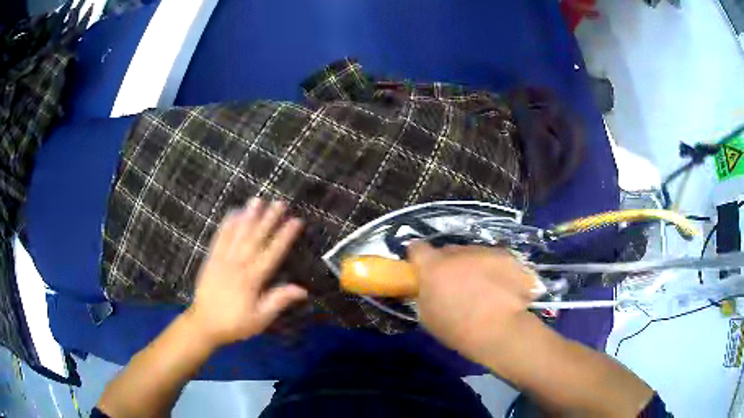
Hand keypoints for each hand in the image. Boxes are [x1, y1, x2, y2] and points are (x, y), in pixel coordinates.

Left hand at [186, 198, 307, 347]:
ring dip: (248, 216)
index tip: (296, 221)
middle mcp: (238, 265)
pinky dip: (226, 225)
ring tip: (257, 200)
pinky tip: (233, 213)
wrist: (204, 324)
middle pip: (255, 238)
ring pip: (237, 234)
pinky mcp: (211, 259)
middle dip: (268, 219)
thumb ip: (278, 301)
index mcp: (252, 280)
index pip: (272, 253)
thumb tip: (302, 290)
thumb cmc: (235, 323)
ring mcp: (222, 260)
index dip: (285, 236)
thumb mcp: (260, 319)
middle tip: (279, 202)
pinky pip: (219, 238)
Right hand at [409, 242, 540, 363]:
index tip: (423, 271)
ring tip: (484, 290)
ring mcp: (485, 252)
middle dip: (449, 265)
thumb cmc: (458, 329)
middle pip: (448, 251)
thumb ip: (426, 295)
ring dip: (473, 267)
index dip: (419, 259)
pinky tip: (502, 290)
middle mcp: (458, 252)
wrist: (500, 330)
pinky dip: (496, 271)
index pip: (418, 249)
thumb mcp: (428, 316)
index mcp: (433, 267)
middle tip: (456, 286)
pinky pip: (495, 260)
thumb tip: (431, 288)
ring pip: (474, 254)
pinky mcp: (507, 257)